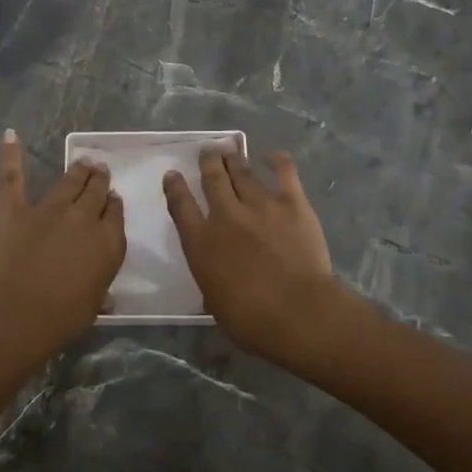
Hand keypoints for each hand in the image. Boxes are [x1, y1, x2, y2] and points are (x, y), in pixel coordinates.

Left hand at [0, 130, 125, 366]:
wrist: (19, 314)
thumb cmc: (62, 317)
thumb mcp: (94, 304)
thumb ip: (100, 288)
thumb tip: (106, 293)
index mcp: (108, 240)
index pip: (116, 213)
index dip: (114, 204)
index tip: (112, 199)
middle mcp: (83, 216)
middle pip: (96, 190)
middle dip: (100, 179)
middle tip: (100, 171)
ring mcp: (48, 208)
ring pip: (68, 180)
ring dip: (78, 170)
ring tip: (84, 162)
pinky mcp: (15, 209)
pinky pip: (12, 177)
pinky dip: (10, 155)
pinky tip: (10, 135)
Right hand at [164, 150, 343, 365]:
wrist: (299, 313)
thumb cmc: (252, 321)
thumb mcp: (215, 303)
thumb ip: (212, 280)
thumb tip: (216, 278)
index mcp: (201, 242)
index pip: (181, 206)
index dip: (175, 187)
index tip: (172, 174)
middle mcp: (225, 215)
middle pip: (212, 179)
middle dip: (208, 162)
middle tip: (207, 152)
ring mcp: (260, 205)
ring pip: (242, 172)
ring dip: (234, 159)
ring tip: (229, 151)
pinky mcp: (292, 203)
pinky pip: (284, 172)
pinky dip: (277, 160)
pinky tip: (271, 155)